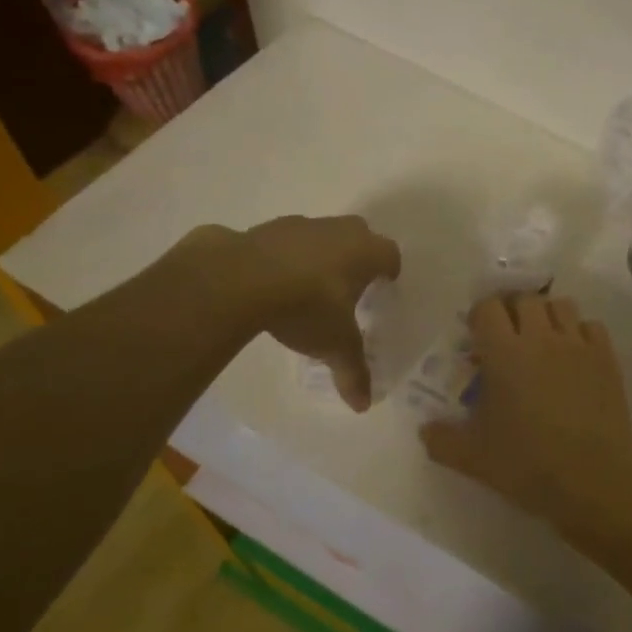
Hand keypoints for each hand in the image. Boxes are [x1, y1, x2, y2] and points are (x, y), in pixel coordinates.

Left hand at [236, 215, 400, 410]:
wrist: (240, 278)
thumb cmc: (307, 307)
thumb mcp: (335, 345)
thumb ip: (352, 371)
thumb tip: (363, 406)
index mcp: (365, 252)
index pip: (390, 254)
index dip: (389, 269)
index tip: (385, 284)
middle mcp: (338, 230)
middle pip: (359, 234)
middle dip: (358, 254)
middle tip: (351, 282)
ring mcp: (299, 225)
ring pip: (321, 234)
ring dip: (320, 252)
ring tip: (309, 284)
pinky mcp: (264, 229)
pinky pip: (284, 241)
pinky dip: (284, 256)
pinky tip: (273, 282)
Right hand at [420, 295, 631, 523]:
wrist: (592, 480)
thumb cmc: (527, 464)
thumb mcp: (472, 458)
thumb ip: (441, 439)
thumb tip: (425, 428)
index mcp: (504, 353)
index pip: (488, 308)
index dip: (480, 316)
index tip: (478, 337)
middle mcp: (541, 338)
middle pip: (525, 299)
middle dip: (512, 311)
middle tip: (508, 337)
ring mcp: (578, 345)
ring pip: (561, 305)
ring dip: (547, 315)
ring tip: (542, 340)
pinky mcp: (607, 358)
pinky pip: (591, 326)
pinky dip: (580, 332)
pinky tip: (574, 357)